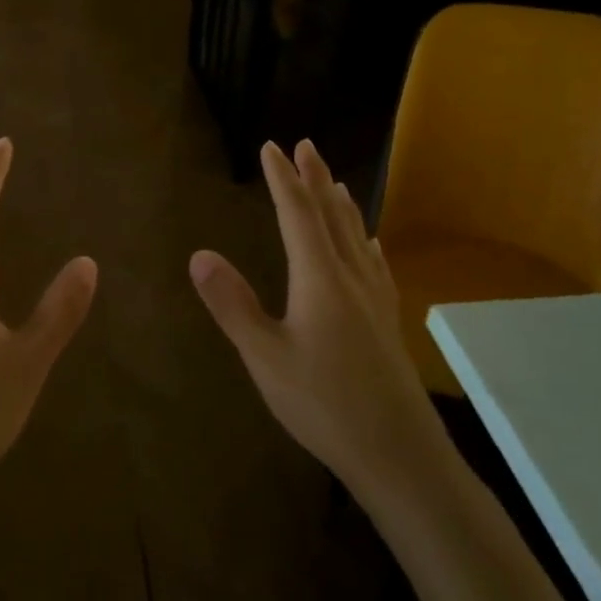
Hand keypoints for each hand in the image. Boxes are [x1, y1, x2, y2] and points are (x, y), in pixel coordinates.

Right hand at [189, 140, 458, 510]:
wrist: (400, 456)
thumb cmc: (324, 405)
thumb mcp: (265, 357)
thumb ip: (233, 304)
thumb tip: (200, 254)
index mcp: (319, 279)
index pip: (297, 215)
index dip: (282, 179)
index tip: (271, 147)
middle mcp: (351, 278)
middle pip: (332, 216)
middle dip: (315, 179)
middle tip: (306, 145)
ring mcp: (374, 301)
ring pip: (356, 238)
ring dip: (341, 204)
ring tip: (334, 181)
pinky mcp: (387, 323)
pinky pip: (376, 266)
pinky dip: (367, 244)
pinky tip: (371, 245)